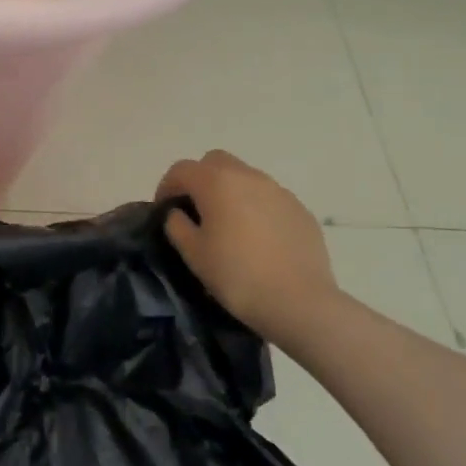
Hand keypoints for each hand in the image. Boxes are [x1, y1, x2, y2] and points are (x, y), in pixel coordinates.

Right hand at [157, 150, 343, 354]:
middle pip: (215, 162)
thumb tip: (178, 213)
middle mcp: (248, 176)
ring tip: (229, 225)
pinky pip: (269, 198)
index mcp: (216, 182)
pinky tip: (258, 238)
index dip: (167, 186)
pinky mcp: (300, 209)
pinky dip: (256, 207)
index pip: (181, 169)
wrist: (301, 303)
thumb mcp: (193, 254)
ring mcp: (278, 191)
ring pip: (245, 177)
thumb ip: (177, 225)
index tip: (164, 210)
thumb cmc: (238, 276)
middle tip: (196, 210)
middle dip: (200, 179)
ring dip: (230, 191)